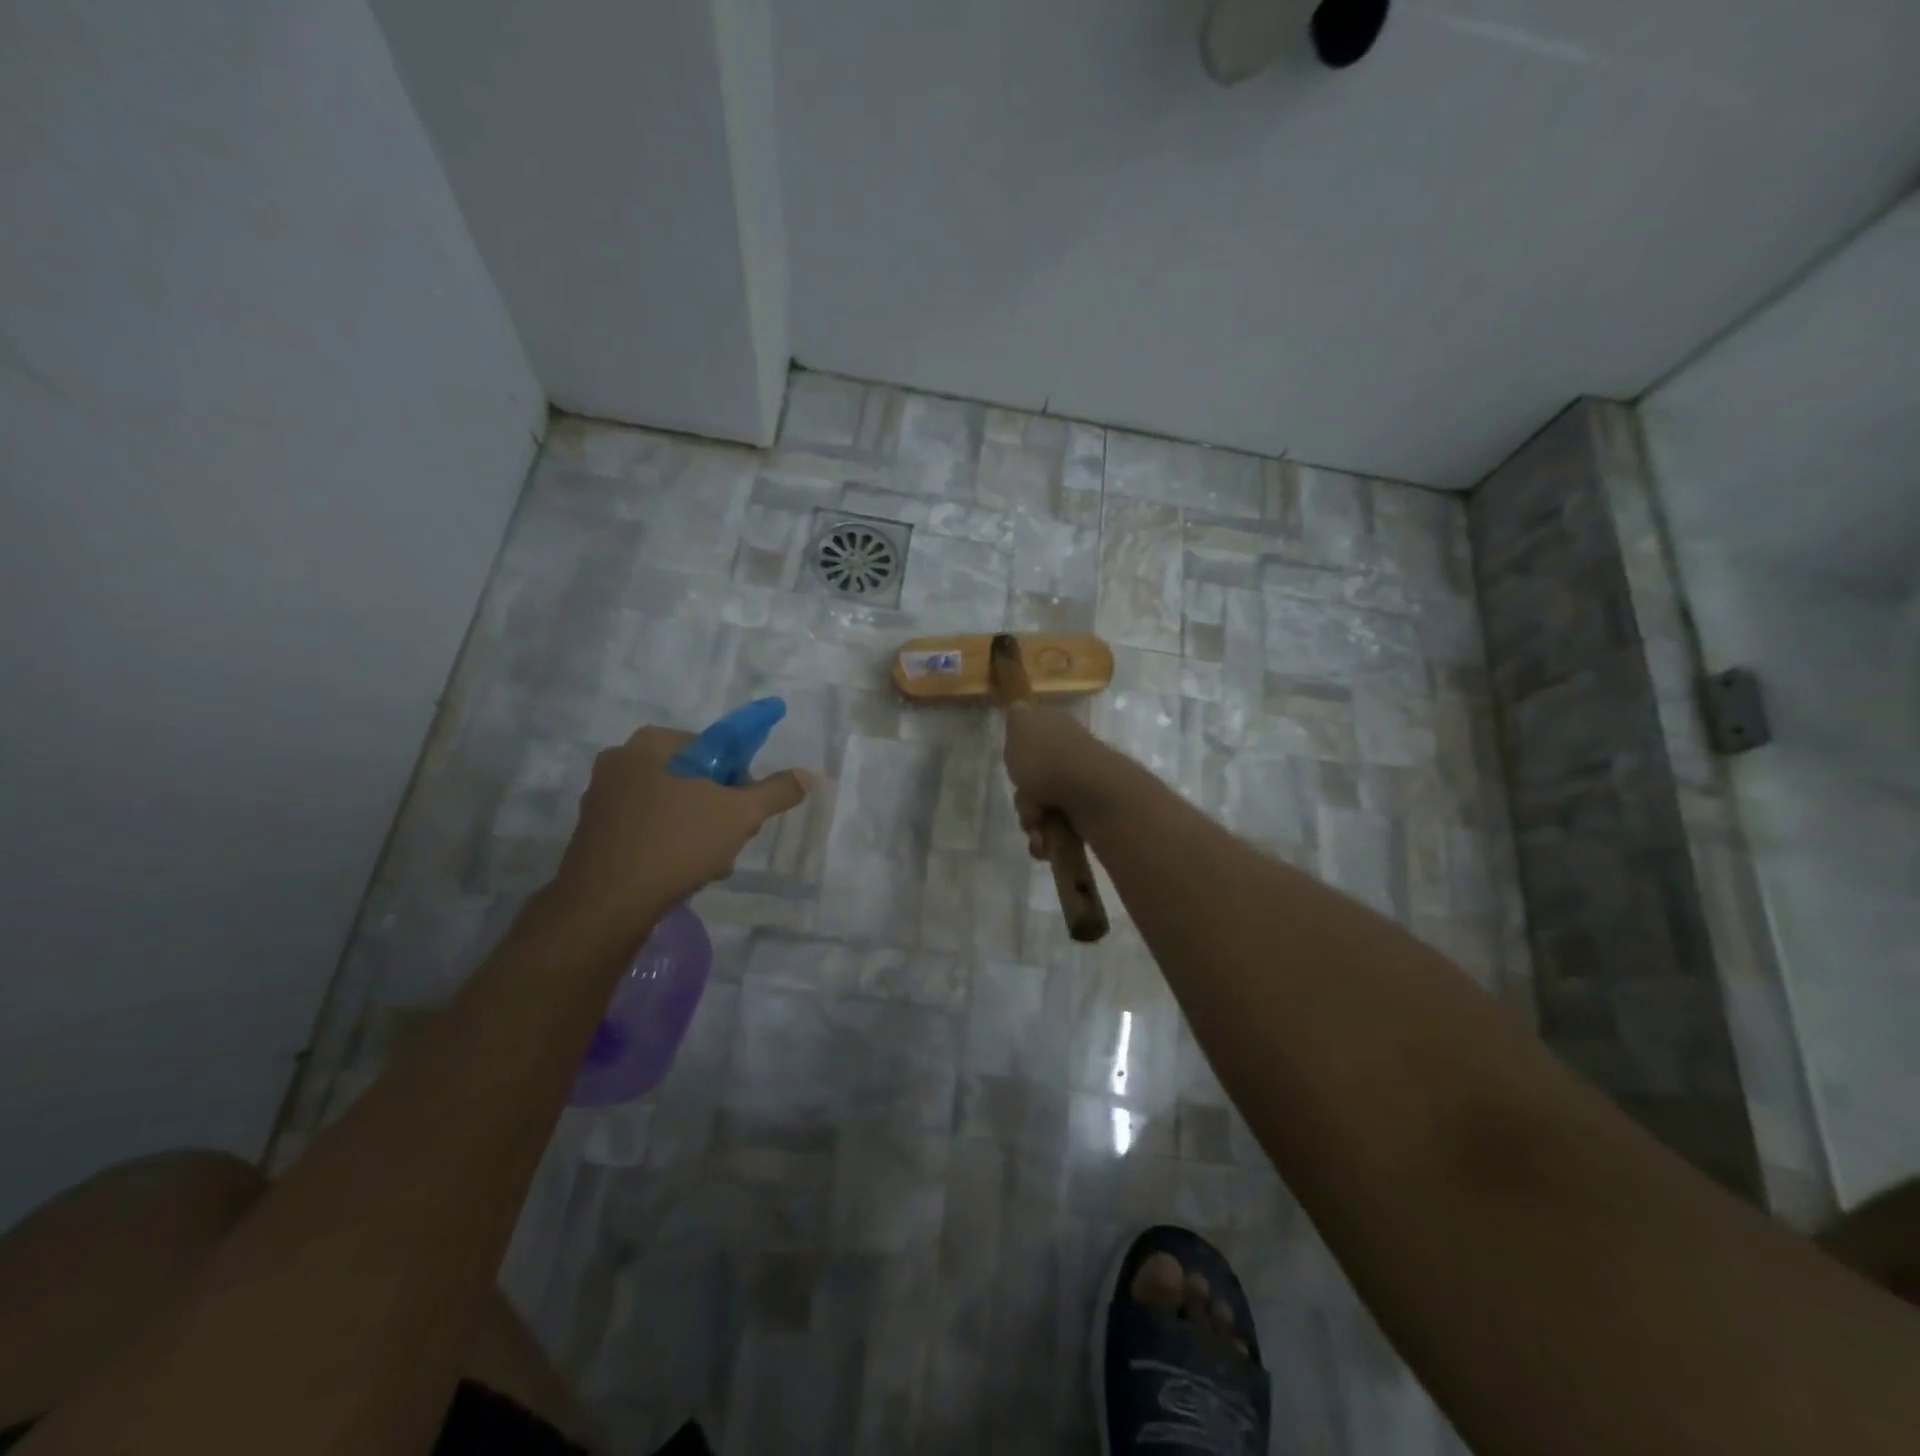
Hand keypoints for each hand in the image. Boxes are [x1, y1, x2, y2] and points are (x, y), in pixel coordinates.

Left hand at [548, 726, 810, 936]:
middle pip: (691, 780)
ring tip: (712, 865)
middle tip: (733, 837)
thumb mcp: (739, 814)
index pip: (710, 746)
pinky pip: (647, 831)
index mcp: (649, 745)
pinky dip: (670, 846)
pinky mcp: (595, 836)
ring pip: (671, 809)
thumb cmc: (675, 843)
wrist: (606, 905)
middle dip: (718, 809)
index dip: (737, 776)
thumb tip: (807, 774)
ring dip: (699, 832)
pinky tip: (685, 874)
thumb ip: (775, 791)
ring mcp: (602, 801)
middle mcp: (619, 764)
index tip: (745, 806)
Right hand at [1002, 704, 1116, 857]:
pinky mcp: (1089, 816)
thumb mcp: (1022, 726)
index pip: (1029, 746)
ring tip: (1041, 834)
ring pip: (1042, 811)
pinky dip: (1049, 840)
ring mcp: (1081, 788)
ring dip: (1035, 826)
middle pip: (1033, 784)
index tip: (1016, 773)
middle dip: (1025, 803)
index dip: (1017, 763)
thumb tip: (1019, 707)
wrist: (1092, 793)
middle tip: (1031, 809)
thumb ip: (1017, 717)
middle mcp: (1070, 758)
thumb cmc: (1049, 759)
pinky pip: (1058, 832)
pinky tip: (1047, 845)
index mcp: (1057, 732)